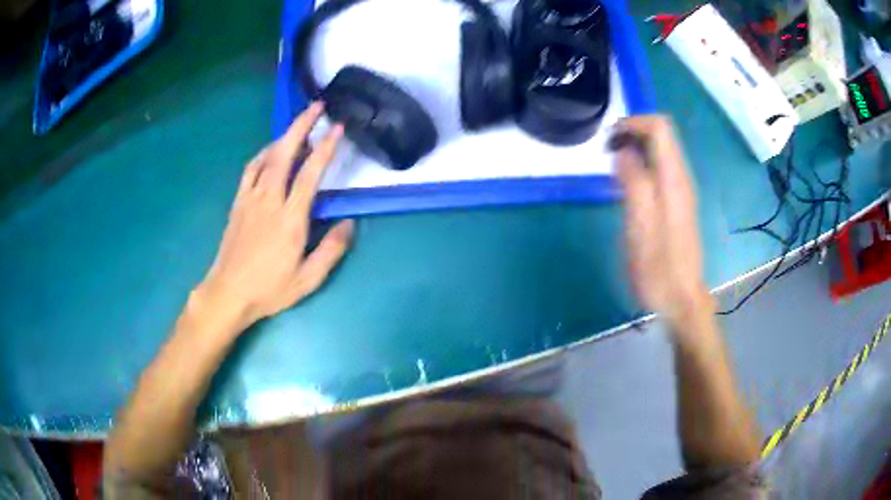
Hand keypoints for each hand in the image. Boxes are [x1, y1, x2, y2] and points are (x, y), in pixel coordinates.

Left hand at [195, 102, 353, 330]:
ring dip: (284, 136)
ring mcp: (251, 198)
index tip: (337, 128)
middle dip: (302, 125)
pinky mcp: (238, 202)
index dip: (325, 148)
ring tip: (299, 126)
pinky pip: (251, 169)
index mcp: (290, 218)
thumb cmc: (269, 288)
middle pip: (285, 153)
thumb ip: (331, 250)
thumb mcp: (307, 279)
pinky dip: (263, 153)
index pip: (310, 174)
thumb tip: (349, 224)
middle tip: (316, 106)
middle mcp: (269, 200)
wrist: (229, 292)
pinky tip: (271, 151)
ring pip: (268, 156)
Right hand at [611, 116, 711, 324]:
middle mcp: (681, 179)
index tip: (610, 139)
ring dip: (635, 149)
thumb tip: (623, 151)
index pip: (660, 127)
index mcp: (674, 180)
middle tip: (607, 153)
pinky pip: (660, 170)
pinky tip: (626, 186)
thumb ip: (633, 182)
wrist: (681, 300)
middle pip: (662, 135)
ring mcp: (681, 191)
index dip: (633, 123)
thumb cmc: (658, 268)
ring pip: (661, 152)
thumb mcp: (640, 226)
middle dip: (633, 133)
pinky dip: (641, 166)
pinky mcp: (677, 204)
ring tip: (612, 169)